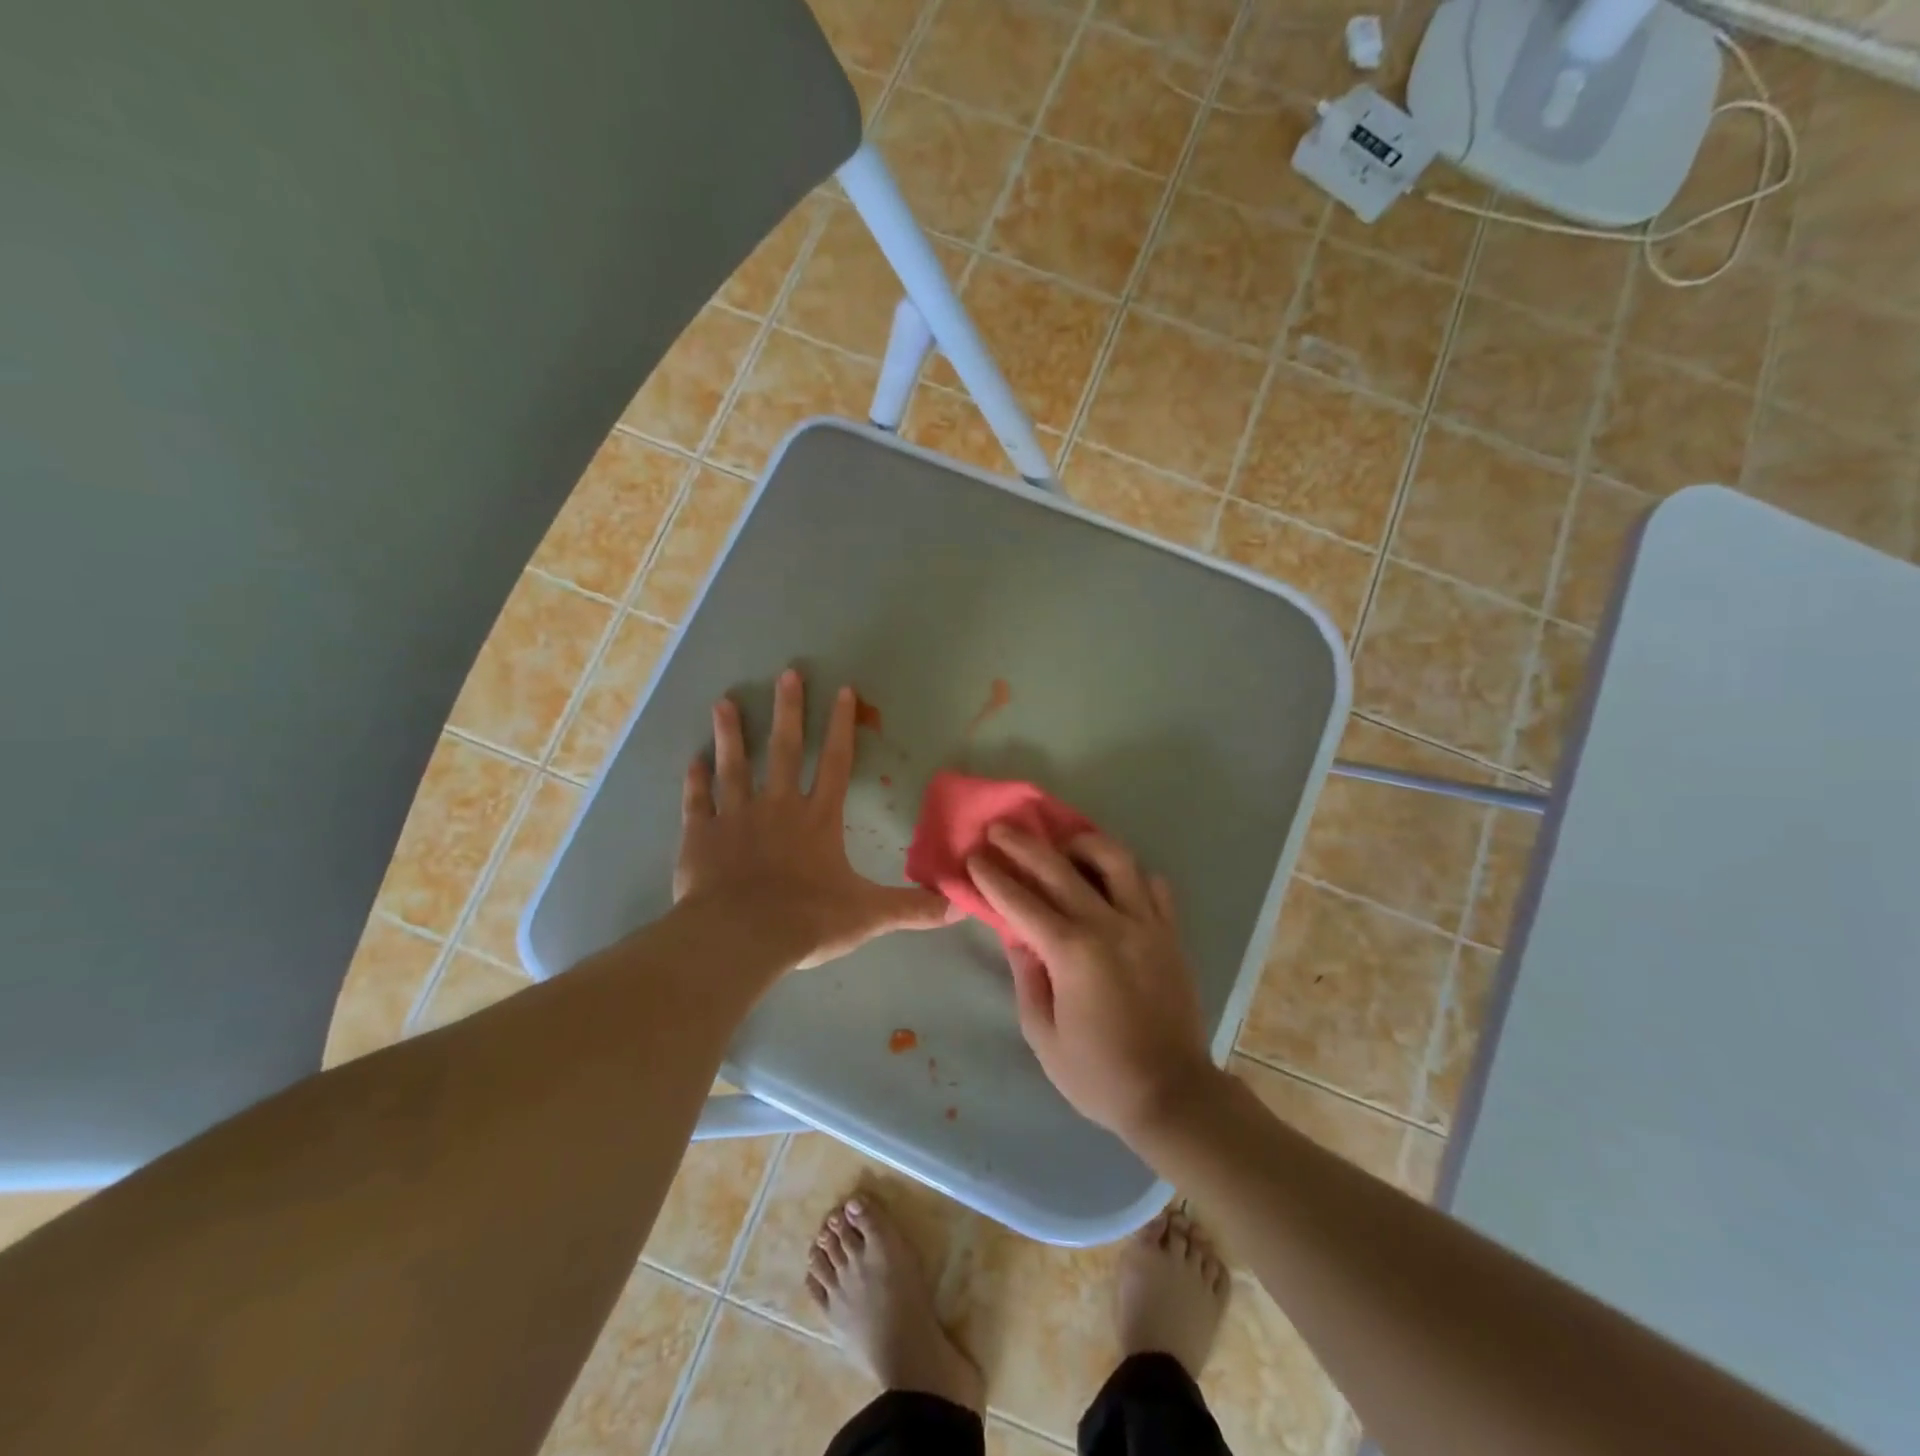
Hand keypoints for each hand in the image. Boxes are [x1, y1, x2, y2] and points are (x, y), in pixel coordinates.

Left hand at [675, 668, 947, 969]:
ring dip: (731, 734)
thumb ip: (912, 908)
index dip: (841, 726)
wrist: (741, 937)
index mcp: (818, 819)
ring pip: (734, 766)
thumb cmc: (808, 920)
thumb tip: (960, 907)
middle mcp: (778, 807)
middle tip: (787, 673)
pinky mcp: (700, 835)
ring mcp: (735, 817)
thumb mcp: (868, 915)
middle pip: (784, 750)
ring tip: (725, 702)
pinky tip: (692, 760)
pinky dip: (694, 780)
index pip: (835, 763)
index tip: (842, 690)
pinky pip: (697, 801)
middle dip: (788, 710)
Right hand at [967, 825, 1219, 1140]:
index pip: (1021, 901)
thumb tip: (1018, 936)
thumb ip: (1027, 976)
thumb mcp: (1043, 1034)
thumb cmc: (1097, 1074)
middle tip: (1000, 828)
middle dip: (1023, 844)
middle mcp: (1109, 925)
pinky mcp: (1170, 933)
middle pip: (1059, 867)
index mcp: (1072, 953)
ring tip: (1064, 846)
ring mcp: (1146, 924)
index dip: (993, 876)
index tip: (974, 856)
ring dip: (1082, 843)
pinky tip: (1112, 881)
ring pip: (1115, 859)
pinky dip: (1129, 875)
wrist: (1172, 1094)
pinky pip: (1153, 885)